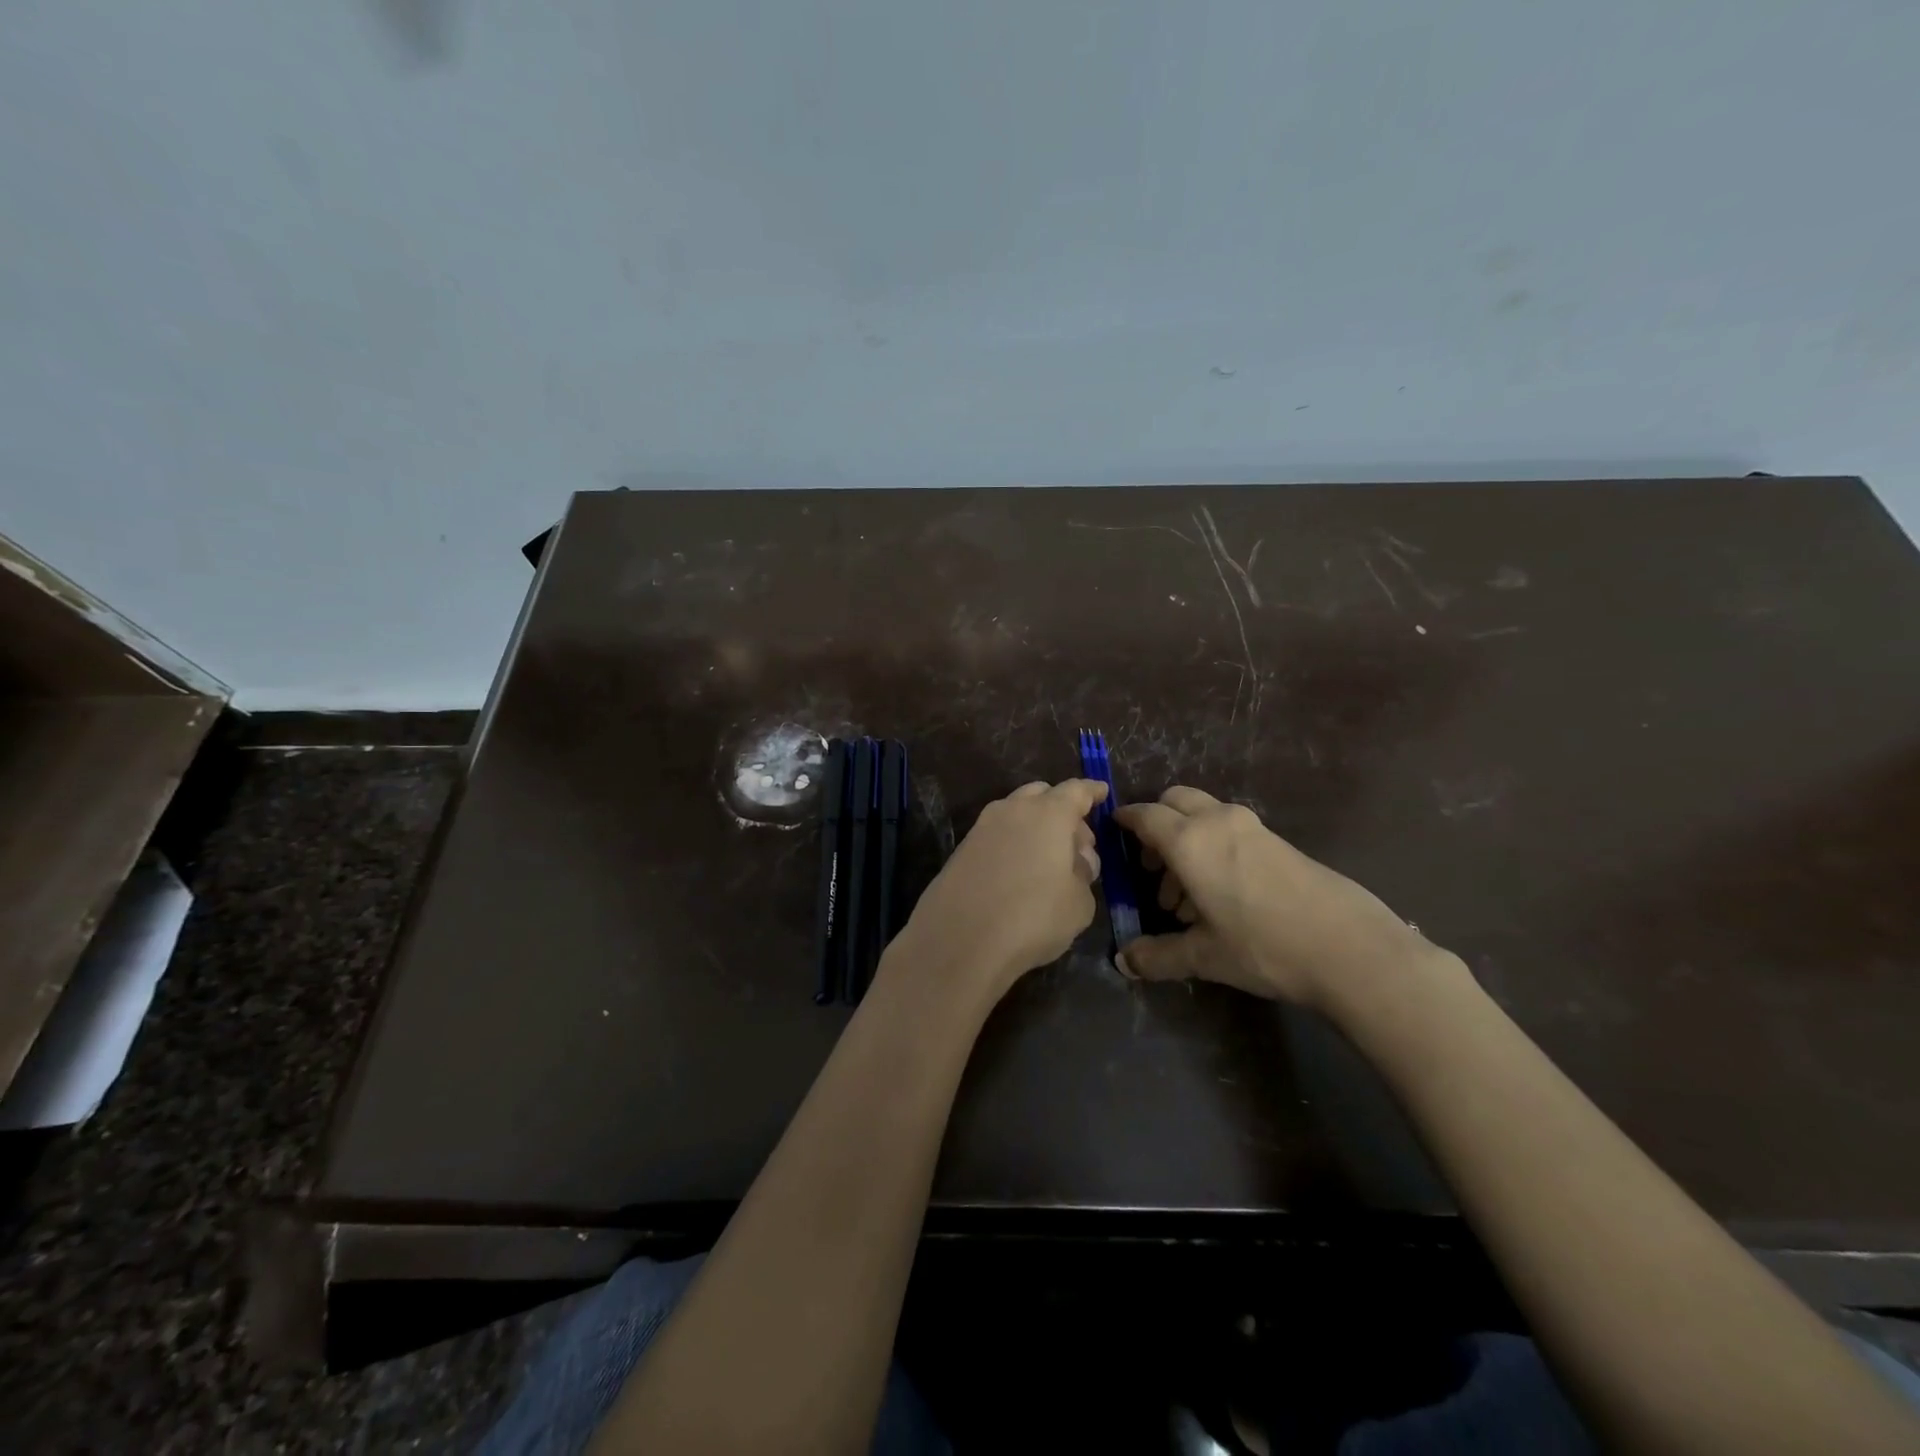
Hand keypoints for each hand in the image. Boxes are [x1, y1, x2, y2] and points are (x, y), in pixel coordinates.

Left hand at [895, 779, 1106, 998]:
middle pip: (1042, 795)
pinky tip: (1020, 873)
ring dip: (1035, 827)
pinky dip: (1013, 843)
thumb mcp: (1079, 903)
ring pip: (1015, 813)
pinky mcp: (962, 850)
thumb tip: (1076, 860)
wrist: (960, 940)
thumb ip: (1083, 873)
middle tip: (1077, 843)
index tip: (1102, 792)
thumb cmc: (1033, 917)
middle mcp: (1013, 810)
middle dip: (1062, 810)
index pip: (1076, 791)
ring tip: (1048, 861)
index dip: (1092, 791)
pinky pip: (996, 835)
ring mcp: (982, 827)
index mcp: (1048, 814)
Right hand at [1114, 786, 1433, 1010]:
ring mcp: (1252, 827)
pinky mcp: (1278, 840)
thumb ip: (1157, 956)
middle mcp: (1217, 822)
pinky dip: (1213, 846)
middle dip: (1157, 824)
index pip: (1145, 816)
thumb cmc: (1264, 947)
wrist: (1350, 949)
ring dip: (1186, 839)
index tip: (1113, 830)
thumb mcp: (1204, 957)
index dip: (1125, 821)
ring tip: (1187, 896)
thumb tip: (1123, 962)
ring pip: (1204, 815)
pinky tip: (1222, 894)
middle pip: (1175, 800)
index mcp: (1190, 841)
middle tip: (1153, 867)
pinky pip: (1229, 829)